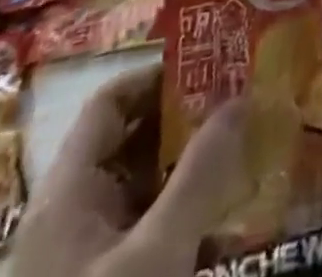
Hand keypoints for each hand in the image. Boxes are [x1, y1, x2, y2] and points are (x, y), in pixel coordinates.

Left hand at [13, 64, 245, 276]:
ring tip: (252, 150)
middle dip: (192, 119)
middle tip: (247, 102)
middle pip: (135, 139)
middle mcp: (75, 212)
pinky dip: (192, 214)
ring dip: (198, 167)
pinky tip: (234, 219)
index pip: (112, 101)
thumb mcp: (157, 254)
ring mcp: (92, 254)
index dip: (161, 74)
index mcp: (69, 191)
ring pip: (148, 184)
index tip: (216, 67)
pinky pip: (154, 229)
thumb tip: (242, 95)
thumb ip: (201, 174)